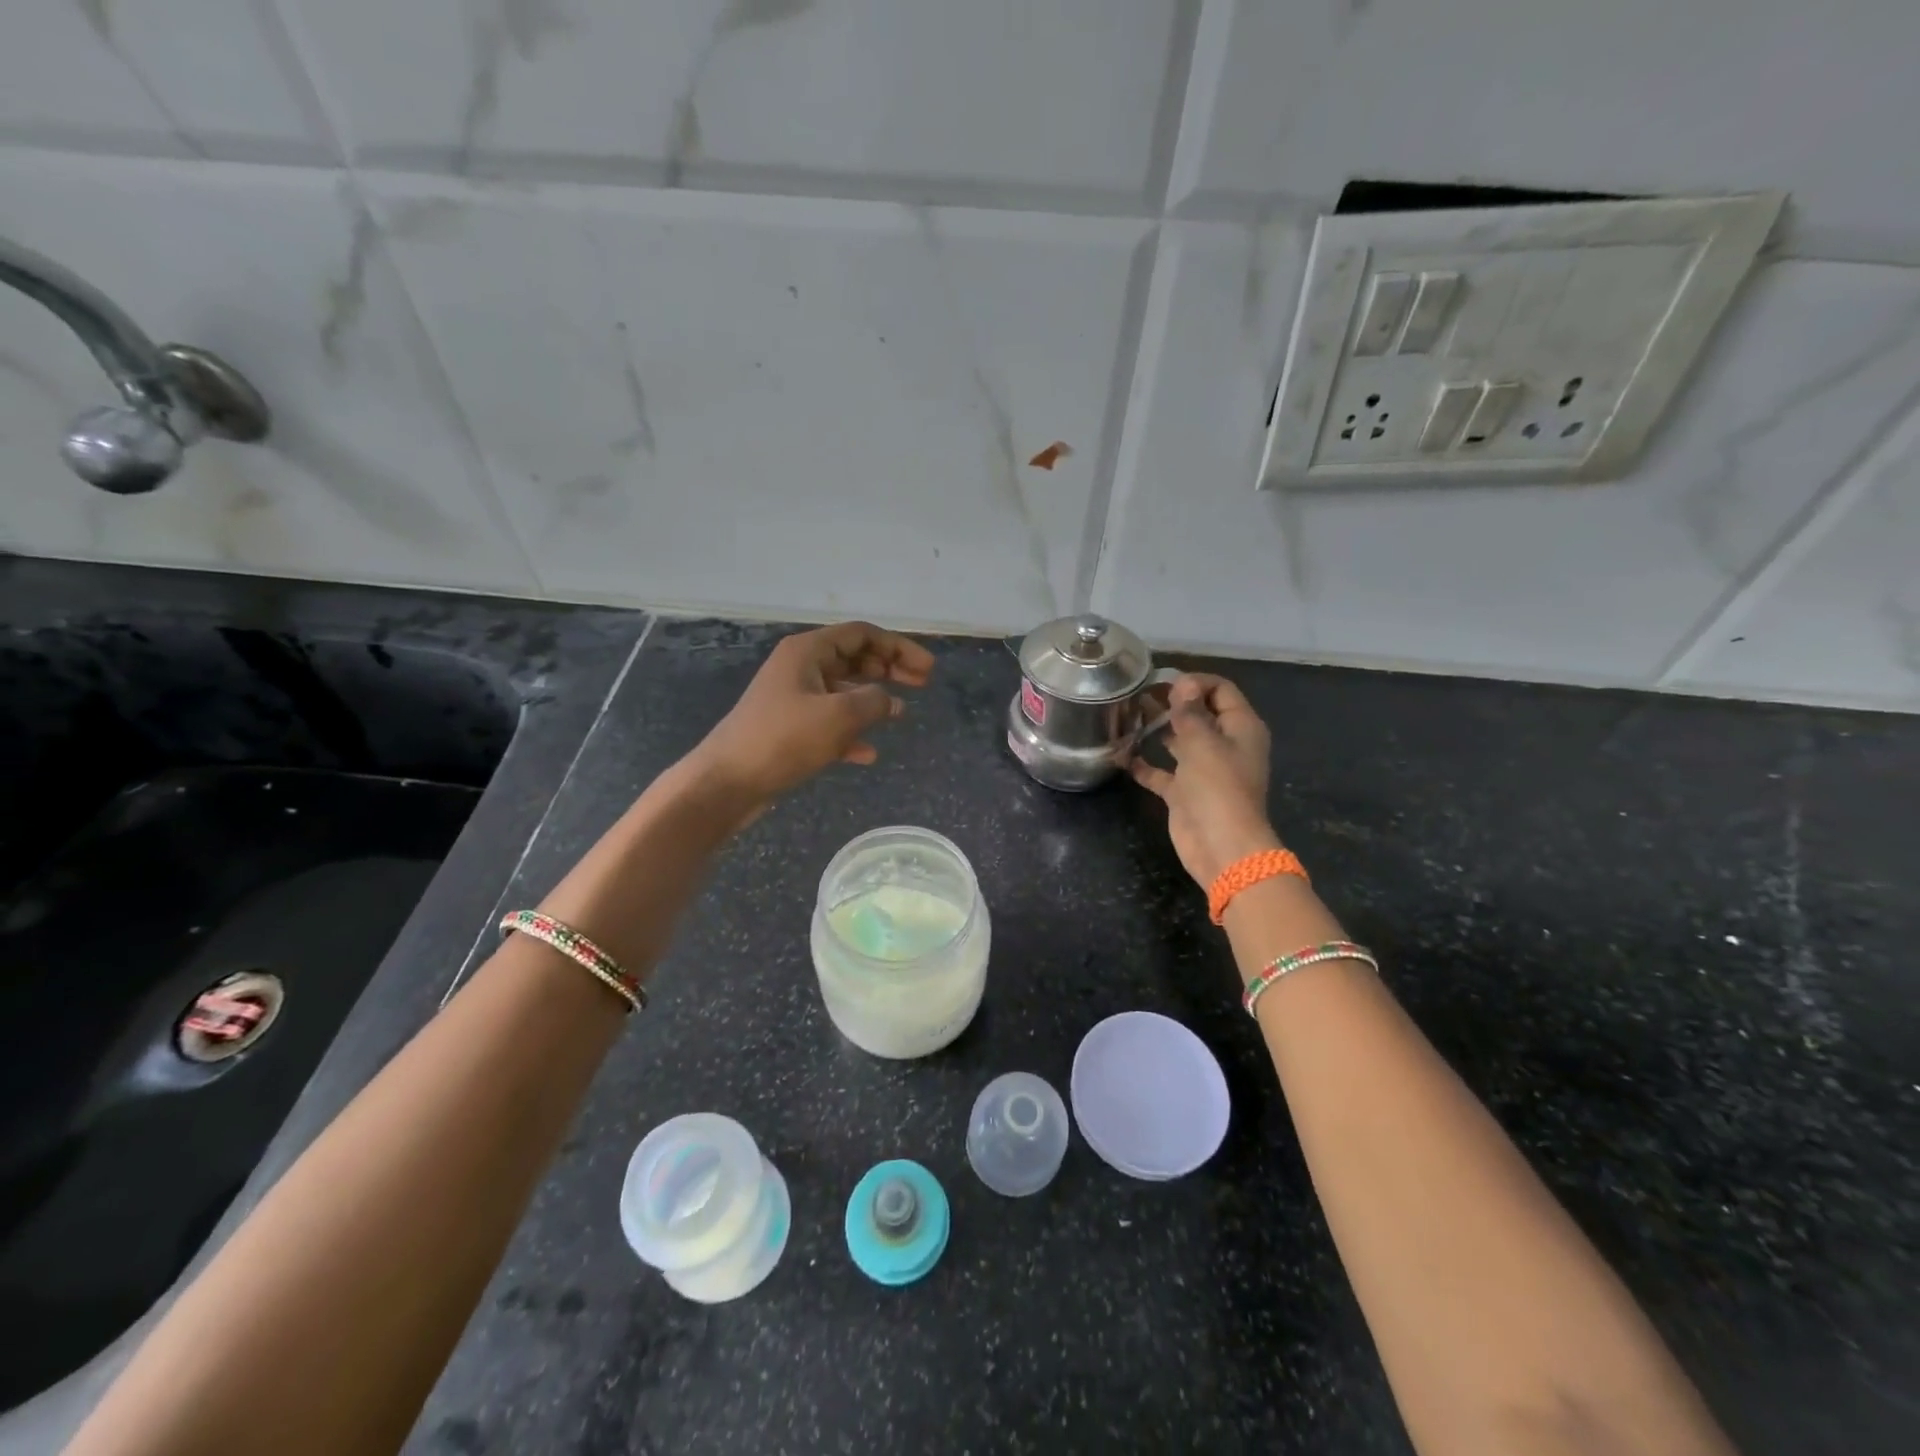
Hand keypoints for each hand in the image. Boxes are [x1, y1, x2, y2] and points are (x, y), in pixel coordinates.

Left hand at [687, 621, 933, 814]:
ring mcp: (793, 698)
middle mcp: (800, 667)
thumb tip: (890, 701)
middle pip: (854, 658)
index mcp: (808, 651)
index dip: (898, 647)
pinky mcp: (789, 728)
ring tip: (901, 714)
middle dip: (889, 669)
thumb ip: (873, 701)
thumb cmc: (783, 739)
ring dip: (873, 699)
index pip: (862, 634)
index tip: (927, 669)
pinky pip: (829, 721)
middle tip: (922, 684)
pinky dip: (851, 731)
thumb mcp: (838, 716)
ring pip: (843, 690)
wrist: (728, 781)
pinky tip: (868, 753)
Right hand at [1128, 673, 1281, 888]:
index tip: (1163, 682)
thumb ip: (1189, 712)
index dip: (1194, 682)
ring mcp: (1204, 770)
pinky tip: (1121, 755)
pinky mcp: (1185, 793)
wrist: (1221, 847)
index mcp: (1241, 728)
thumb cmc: (1217, 787)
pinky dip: (1145, 764)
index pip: (1221, 691)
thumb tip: (1183, 683)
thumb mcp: (1203, 742)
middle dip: (1171, 702)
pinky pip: (1163, 772)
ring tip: (1127, 715)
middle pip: (1199, 714)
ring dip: (1157, 729)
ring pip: (1179, 741)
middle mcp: (1224, 745)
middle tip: (1138, 694)